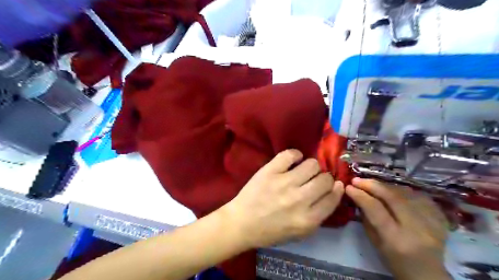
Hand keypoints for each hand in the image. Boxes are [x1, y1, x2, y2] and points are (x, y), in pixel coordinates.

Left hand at [225, 149, 344, 248]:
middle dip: (324, 178)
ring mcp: (284, 183)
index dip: (336, 189)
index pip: (333, 198)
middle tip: (314, 179)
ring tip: (302, 171)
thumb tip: (332, 191)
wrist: (242, 223)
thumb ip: (318, 215)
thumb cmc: (270, 231)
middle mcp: (299, 200)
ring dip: (311, 167)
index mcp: (308, 219)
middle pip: (325, 179)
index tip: (334, 184)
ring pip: (312, 164)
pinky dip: (295, 155)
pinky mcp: (270, 171)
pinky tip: (292, 161)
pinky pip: (290, 154)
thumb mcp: (299, 233)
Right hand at [346, 180, 450, 279]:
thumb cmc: (395, 261)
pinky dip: (404, 191)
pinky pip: (420, 196)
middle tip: (358, 180)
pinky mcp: (441, 218)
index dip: (361, 195)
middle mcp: (416, 229)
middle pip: (393, 197)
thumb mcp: (375, 243)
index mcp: (396, 239)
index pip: (376, 209)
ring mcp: (432, 222)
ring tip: (374, 185)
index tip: (349, 187)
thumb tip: (358, 197)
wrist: (427, 273)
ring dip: (387, 186)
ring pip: (406, 193)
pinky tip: (394, 191)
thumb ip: (367, 219)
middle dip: (372, 185)